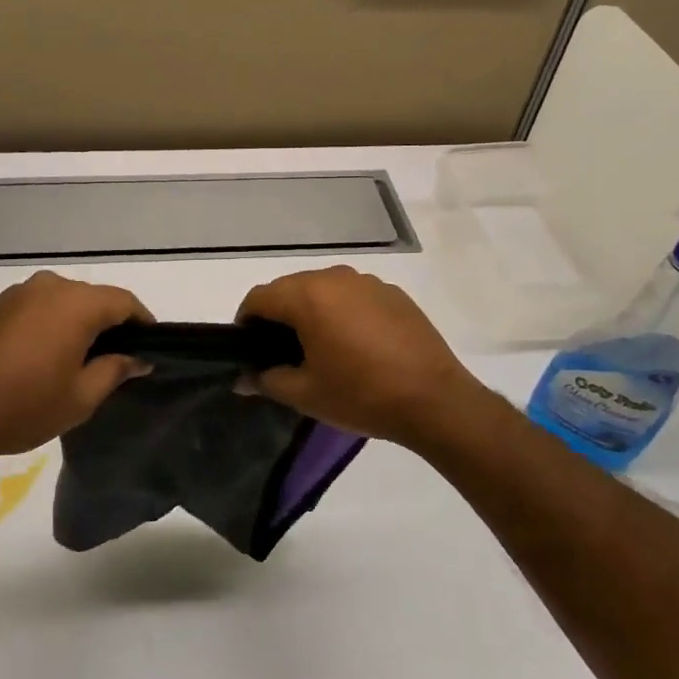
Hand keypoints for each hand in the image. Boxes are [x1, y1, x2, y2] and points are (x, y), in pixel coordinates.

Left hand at [0, 271, 151, 467]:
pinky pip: (34, 309)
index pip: (123, 301)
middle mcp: (47, 287)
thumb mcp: (80, 397)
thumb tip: (138, 358)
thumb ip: (115, 370)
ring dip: (76, 324)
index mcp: (75, 304)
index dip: (142, 322)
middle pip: (92, 298)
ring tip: (77, 362)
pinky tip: (40, 358)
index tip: (150, 347)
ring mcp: (15, 294)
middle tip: (115, 360)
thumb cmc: (22, 406)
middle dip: (109, 324)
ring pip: (61, 302)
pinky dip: (48, 326)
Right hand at [237, 265, 484, 449]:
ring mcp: (368, 283)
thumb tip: (243, 379)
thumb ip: (267, 380)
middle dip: (278, 316)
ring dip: (312, 311)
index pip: (259, 297)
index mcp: (308, 296)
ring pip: (323, 290)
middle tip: (280, 353)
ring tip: (319, 348)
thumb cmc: (361, 395)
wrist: (435, 401)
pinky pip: (354, 297)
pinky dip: (343, 313)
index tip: (247, 349)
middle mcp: (335, 278)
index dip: (246, 322)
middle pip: (290, 288)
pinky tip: (355, 346)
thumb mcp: (305, 394)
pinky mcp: (394, 294)